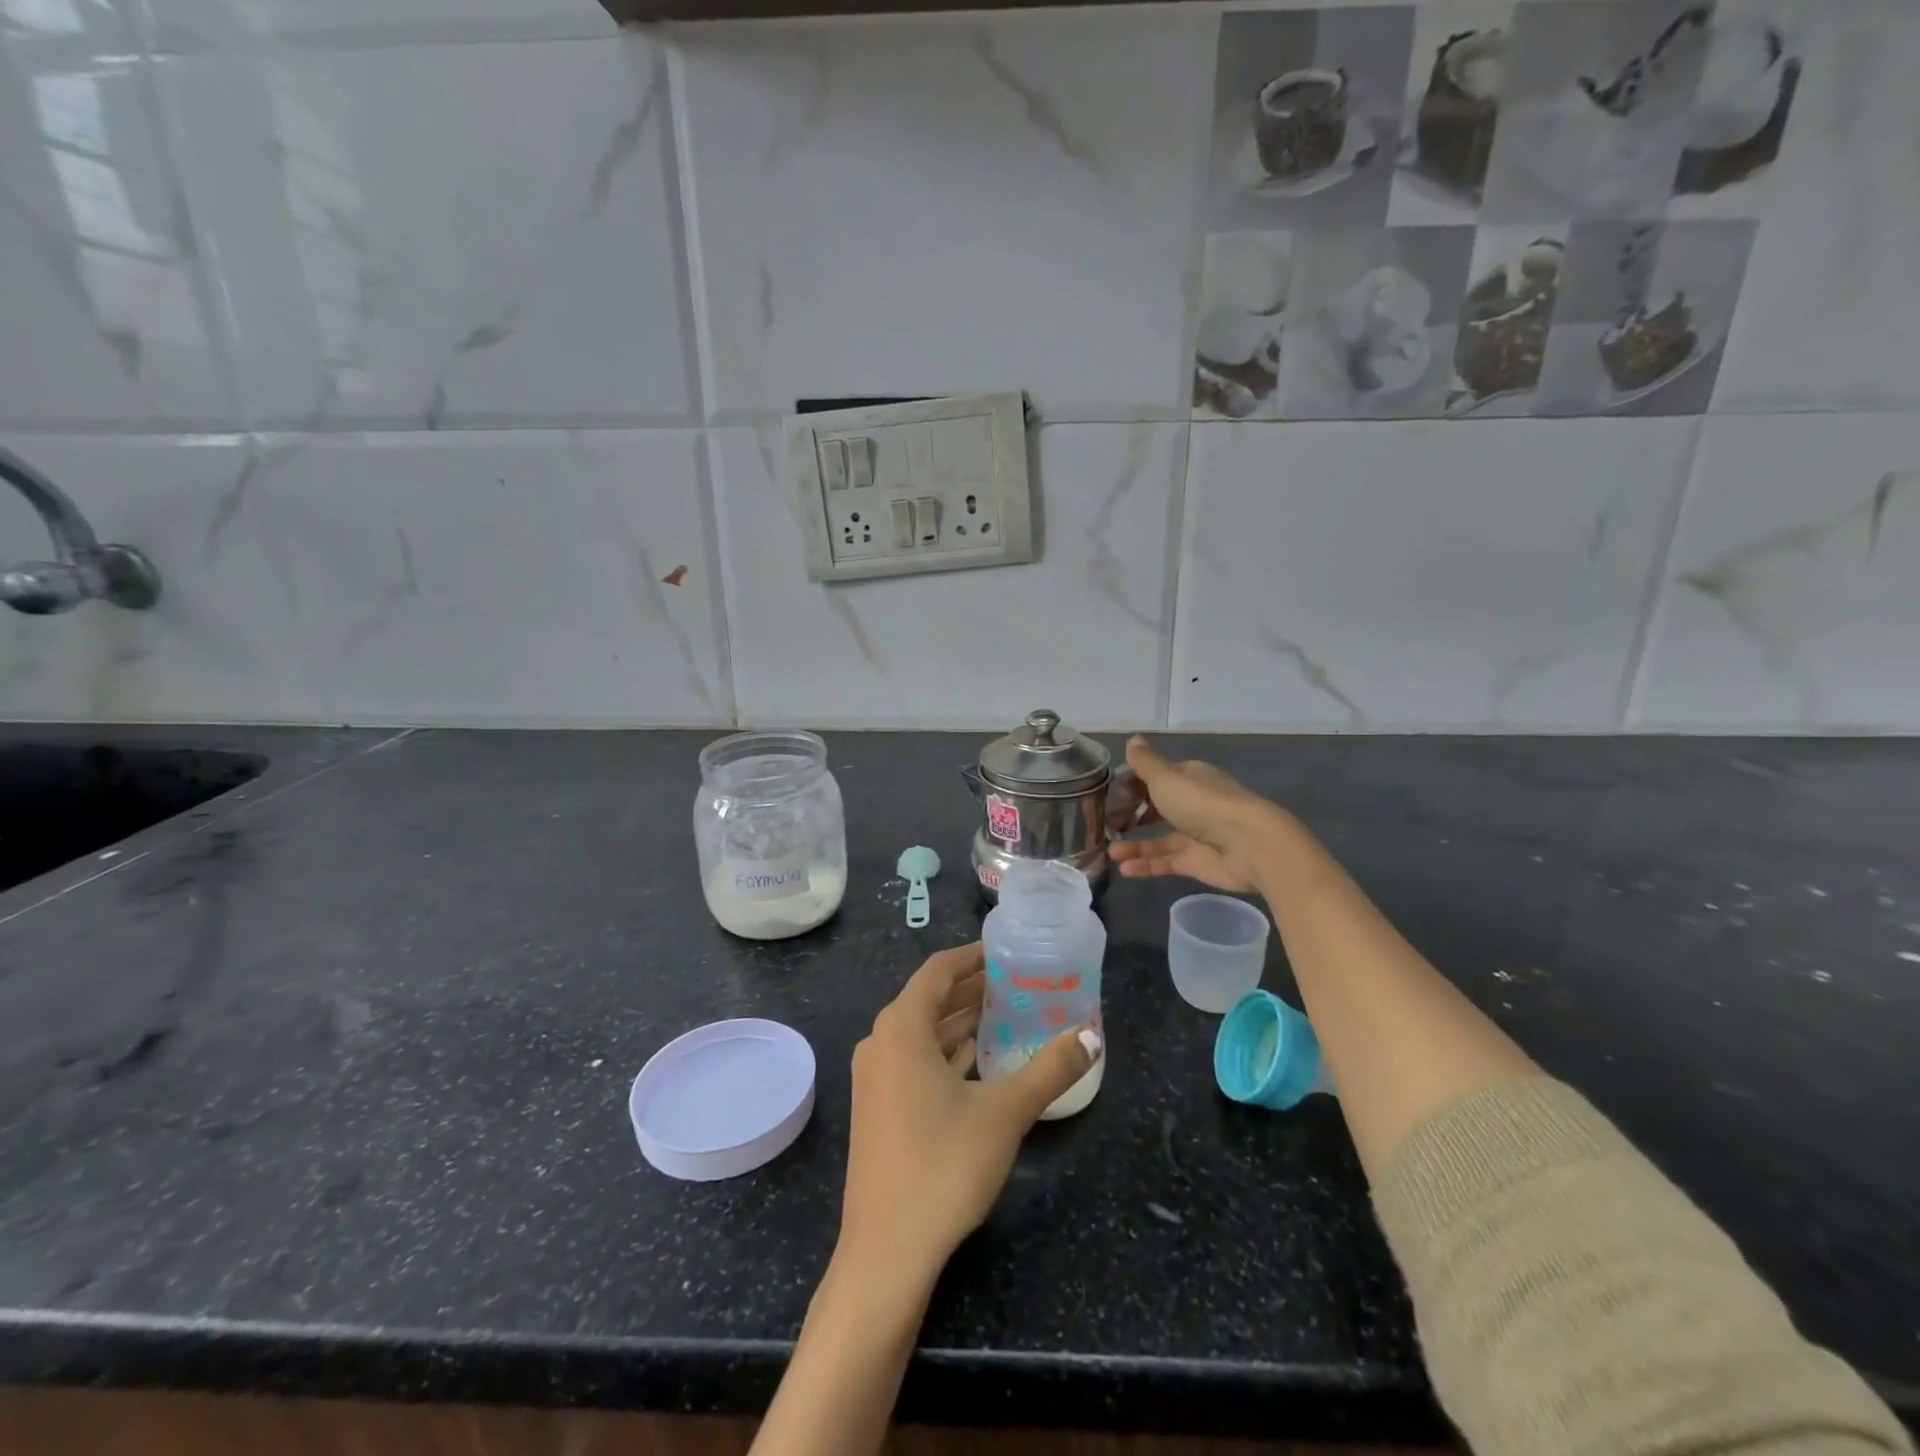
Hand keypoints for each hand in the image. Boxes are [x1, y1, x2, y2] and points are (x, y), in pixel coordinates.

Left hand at [839, 943, 1099, 1283]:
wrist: (886, 1252)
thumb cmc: (943, 1166)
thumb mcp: (1005, 1112)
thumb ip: (1050, 1069)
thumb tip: (1092, 1035)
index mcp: (902, 1028)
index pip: (938, 970)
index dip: (972, 956)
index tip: (1006, 951)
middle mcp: (881, 1043)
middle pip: (930, 999)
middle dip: (972, 989)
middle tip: (1017, 983)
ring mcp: (875, 1078)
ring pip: (922, 1033)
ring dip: (960, 1022)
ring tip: (1006, 1014)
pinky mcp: (878, 1108)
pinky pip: (914, 1061)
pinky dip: (946, 1052)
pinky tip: (979, 1061)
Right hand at [1108, 736, 1286, 893]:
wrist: (1248, 844)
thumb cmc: (1202, 802)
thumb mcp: (1165, 778)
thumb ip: (1145, 763)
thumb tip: (1132, 738)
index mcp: (1189, 778)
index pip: (1157, 777)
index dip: (1133, 784)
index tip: (1110, 794)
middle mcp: (1193, 804)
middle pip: (1157, 808)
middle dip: (1132, 815)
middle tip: (1107, 824)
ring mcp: (1196, 834)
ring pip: (1159, 839)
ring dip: (1135, 845)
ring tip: (1109, 852)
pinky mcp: (1197, 862)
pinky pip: (1167, 862)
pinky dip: (1146, 865)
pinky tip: (1124, 869)